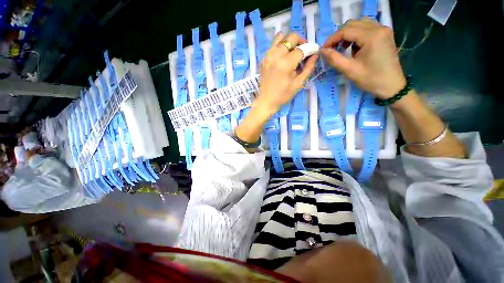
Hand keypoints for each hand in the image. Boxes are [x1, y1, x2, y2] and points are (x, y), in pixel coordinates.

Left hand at [254, 32, 317, 117]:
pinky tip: (282, 56)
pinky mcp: (263, 59)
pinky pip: (273, 45)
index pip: (301, 48)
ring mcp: (268, 55)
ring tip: (292, 51)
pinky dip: (280, 46)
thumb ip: (308, 68)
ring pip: (280, 37)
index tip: (314, 51)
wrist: (266, 101)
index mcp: (286, 63)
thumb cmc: (283, 95)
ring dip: (289, 41)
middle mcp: (276, 55)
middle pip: (291, 37)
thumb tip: (315, 55)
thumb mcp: (298, 84)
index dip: (310, 48)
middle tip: (304, 50)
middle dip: (301, 41)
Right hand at [321, 19, 405, 99]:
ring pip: (360, 24)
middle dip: (339, 35)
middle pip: (353, 24)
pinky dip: (357, 35)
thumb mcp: (350, 70)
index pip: (346, 30)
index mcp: (372, 36)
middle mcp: (379, 28)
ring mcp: (383, 30)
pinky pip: (367, 28)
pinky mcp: (384, 34)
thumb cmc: (371, 79)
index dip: (332, 39)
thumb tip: (322, 51)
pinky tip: (354, 47)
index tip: (323, 50)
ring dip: (348, 34)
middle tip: (331, 49)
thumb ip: (334, 59)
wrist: (391, 86)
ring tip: (342, 48)